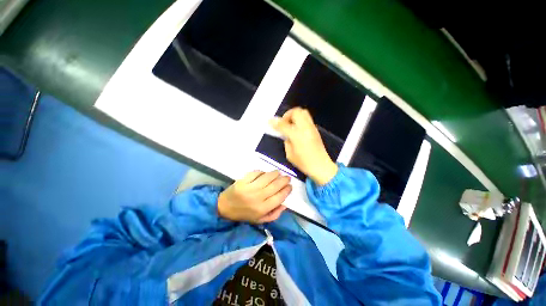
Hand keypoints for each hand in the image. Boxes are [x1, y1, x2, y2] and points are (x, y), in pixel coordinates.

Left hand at [218, 170, 291, 222]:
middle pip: (275, 186)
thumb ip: (274, 214)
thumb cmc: (244, 214)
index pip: (279, 197)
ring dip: (275, 173)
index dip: (287, 190)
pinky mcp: (243, 180)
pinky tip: (265, 173)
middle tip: (287, 178)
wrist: (225, 207)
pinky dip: (262, 172)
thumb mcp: (260, 220)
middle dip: (284, 180)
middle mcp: (257, 197)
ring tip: (279, 173)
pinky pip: (256, 173)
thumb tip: (285, 204)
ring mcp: (250, 188)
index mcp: (262, 209)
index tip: (290, 186)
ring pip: (267, 177)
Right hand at [271, 107, 337, 184]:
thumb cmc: (304, 163)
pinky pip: (307, 118)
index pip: (284, 125)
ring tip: (290, 125)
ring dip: (294, 115)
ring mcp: (312, 128)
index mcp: (297, 136)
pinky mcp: (315, 130)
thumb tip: (285, 134)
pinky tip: (297, 129)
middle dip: (287, 115)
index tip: (270, 122)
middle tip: (283, 123)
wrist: (321, 166)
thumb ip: (286, 141)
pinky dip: (300, 119)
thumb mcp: (290, 155)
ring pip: (303, 112)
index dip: (275, 122)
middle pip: (296, 112)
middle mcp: (305, 128)